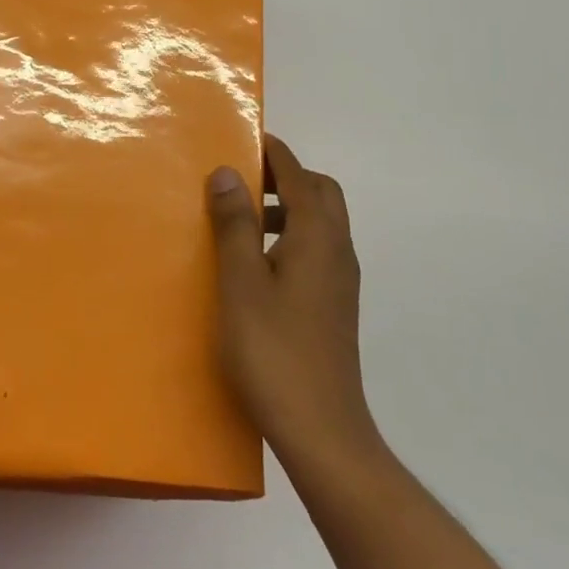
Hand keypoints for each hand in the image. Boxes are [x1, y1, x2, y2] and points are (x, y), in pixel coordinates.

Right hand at [207, 136, 381, 466]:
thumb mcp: (241, 281)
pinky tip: (257, 265)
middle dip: (286, 177)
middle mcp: (337, 250)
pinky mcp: (335, 305)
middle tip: (243, 180)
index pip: (299, 175)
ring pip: (320, 224)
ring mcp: (340, 281)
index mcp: (318, 236)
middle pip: (320, 194)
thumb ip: (235, 223)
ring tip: (241, 221)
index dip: (274, 153)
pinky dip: (290, 237)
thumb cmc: (274, 350)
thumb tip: (228, 172)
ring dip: (286, 208)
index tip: (247, 138)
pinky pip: (316, 250)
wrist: (322, 430)